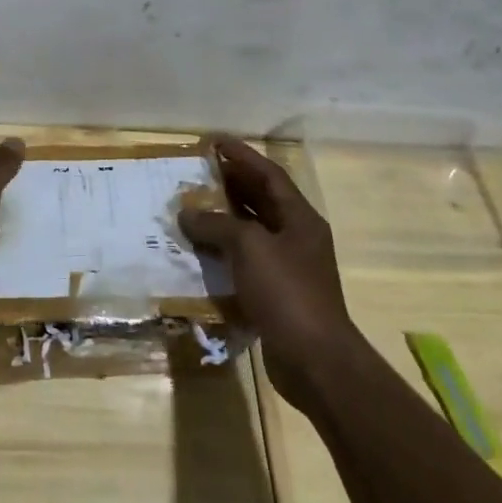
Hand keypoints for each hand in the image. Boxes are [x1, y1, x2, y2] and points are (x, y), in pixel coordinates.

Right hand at [179, 135, 353, 410]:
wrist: (315, 361)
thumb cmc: (287, 292)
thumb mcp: (249, 247)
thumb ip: (216, 224)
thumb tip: (186, 213)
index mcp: (299, 218)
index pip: (269, 174)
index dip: (242, 155)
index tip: (214, 141)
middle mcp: (297, 237)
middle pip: (262, 200)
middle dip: (231, 183)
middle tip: (198, 171)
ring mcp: (289, 267)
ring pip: (252, 231)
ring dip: (224, 218)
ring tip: (192, 206)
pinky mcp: (277, 294)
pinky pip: (246, 261)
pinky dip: (224, 252)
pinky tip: (201, 251)